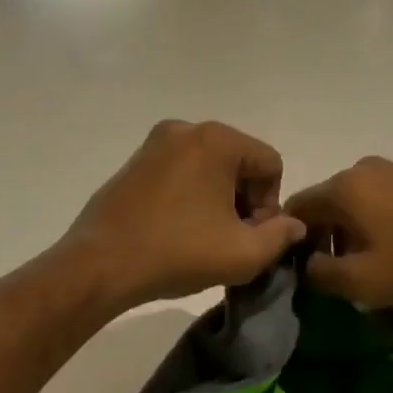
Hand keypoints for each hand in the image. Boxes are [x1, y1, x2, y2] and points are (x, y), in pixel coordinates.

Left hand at [63, 121, 306, 309]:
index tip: (250, 237)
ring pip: (208, 168)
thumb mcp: (244, 254)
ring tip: (204, 238)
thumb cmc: (178, 252)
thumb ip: (280, 236)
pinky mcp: (134, 163)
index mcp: (216, 139)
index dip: (270, 205)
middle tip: (230, 240)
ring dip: (217, 200)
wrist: (100, 264)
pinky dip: (189, 196)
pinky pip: (179, 172)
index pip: (270, 164)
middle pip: (239, 162)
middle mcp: (186, 129)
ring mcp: (154, 144)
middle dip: (244, 200)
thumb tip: (292, 224)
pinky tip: (177, 230)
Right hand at [286, 156, 392, 308]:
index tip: (305, 268)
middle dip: (326, 234)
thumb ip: (319, 274)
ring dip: (356, 226)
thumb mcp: (361, 283)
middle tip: (341, 270)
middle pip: (329, 201)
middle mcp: (365, 168)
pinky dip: (385, 217)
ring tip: (377, 260)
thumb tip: (306, 264)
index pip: (297, 208)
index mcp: (343, 188)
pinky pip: (391, 196)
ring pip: (361, 198)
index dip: (293, 239)